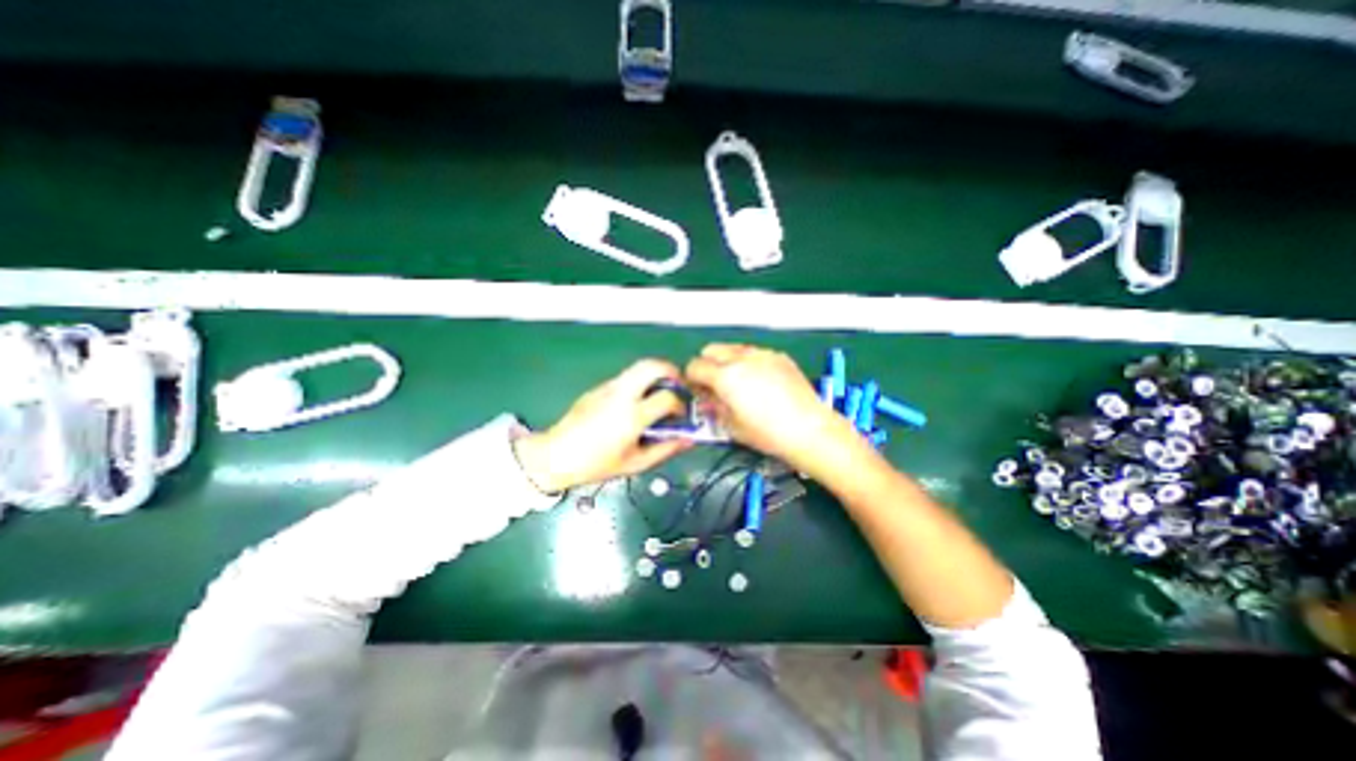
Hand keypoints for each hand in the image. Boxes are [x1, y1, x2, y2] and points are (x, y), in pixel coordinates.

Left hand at [515, 357, 691, 493]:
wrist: (556, 455)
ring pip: (638, 367)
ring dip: (656, 374)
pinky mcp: (599, 387)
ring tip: (661, 390)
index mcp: (632, 416)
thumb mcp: (636, 464)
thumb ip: (666, 449)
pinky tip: (638, 402)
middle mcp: (622, 395)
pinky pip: (626, 377)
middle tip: (679, 384)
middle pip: (652, 366)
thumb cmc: (597, 465)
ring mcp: (608, 388)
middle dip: (671, 370)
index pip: (667, 397)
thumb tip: (689, 439)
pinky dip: (640, 382)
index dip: (681, 404)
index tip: (682, 414)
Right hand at [683, 344, 850, 473]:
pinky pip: (755, 352)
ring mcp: (762, 354)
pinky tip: (760, 382)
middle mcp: (741, 358)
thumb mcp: (731, 425)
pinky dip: (749, 362)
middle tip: (714, 384)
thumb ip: (713, 406)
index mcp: (725, 376)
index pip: (695, 366)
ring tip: (738, 382)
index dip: (692, 379)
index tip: (698, 390)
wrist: (809, 429)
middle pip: (711, 349)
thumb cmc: (767, 433)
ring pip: (733, 348)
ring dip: (727, 361)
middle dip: (707, 364)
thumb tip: (706, 398)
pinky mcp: (779, 356)